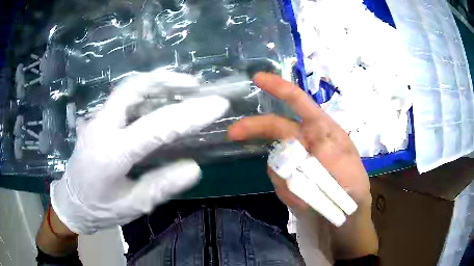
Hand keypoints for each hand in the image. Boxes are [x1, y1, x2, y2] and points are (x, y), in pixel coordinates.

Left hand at [51, 71, 228, 233]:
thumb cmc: (100, 209)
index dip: (190, 114)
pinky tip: (159, 101)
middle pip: (133, 88)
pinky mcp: (97, 120)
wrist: (72, 202)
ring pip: (127, 89)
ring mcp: (96, 120)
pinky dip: (145, 93)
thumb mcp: (134, 205)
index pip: (155, 127)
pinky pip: (123, 99)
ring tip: (182, 88)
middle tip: (194, 85)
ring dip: (156, 83)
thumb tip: (194, 167)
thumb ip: (162, 186)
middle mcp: (101, 128)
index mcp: (111, 154)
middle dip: (166, 81)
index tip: (218, 104)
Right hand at [228, 72, 370, 209]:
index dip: (281, 89)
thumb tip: (299, 148)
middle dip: (255, 128)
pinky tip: (304, 203)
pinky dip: (288, 194)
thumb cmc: (354, 196)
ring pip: (276, 162)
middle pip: (278, 127)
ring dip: (286, 183)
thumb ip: (330, 162)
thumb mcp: (352, 179)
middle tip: (233, 134)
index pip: (303, 105)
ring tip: (308, 200)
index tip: (258, 79)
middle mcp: (310, 142)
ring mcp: (298, 161)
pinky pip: (278, 181)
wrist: (345, 221)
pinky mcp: (290, 178)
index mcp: (327, 133)